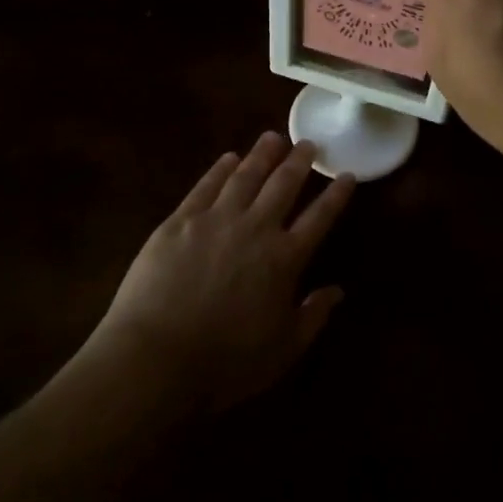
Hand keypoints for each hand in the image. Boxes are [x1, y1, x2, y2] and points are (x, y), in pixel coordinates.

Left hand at [67, 134, 353, 416]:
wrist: (155, 359)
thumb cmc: (224, 363)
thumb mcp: (282, 351)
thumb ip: (313, 317)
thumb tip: (338, 290)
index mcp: (285, 258)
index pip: (319, 217)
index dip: (336, 194)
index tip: (347, 173)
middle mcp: (256, 228)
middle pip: (284, 185)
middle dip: (299, 161)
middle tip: (308, 143)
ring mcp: (216, 220)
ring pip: (246, 176)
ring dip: (262, 154)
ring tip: (273, 137)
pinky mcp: (180, 221)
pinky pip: (206, 186)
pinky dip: (220, 169)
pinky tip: (229, 158)